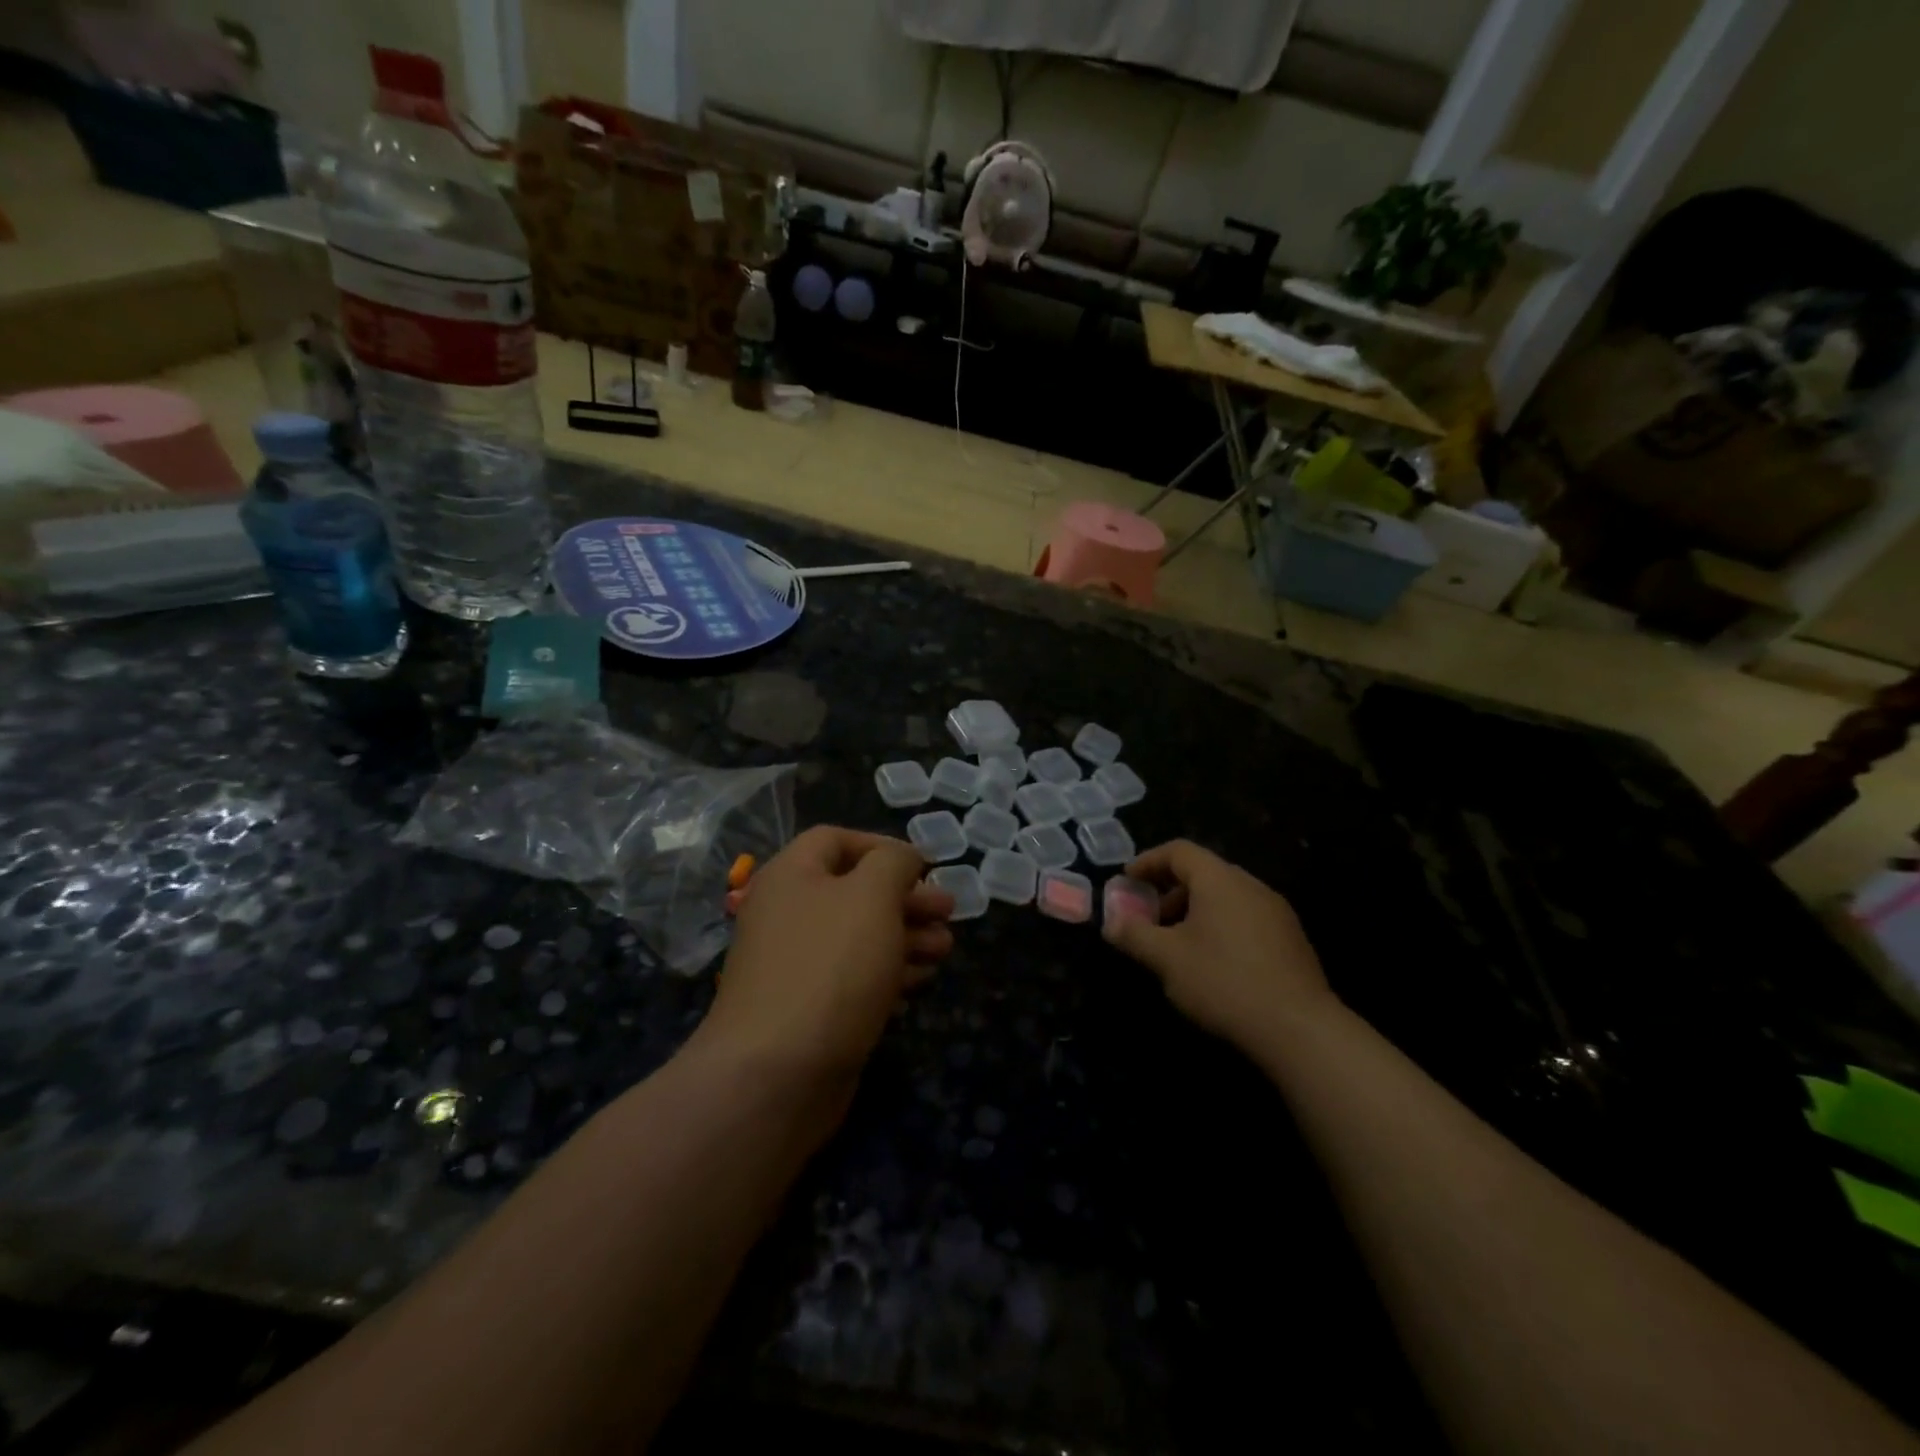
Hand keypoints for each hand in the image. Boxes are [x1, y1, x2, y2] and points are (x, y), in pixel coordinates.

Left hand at [700, 827, 954, 1082]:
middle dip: (906, 899)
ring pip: (859, 937)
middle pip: (854, 891)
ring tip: (944, 951)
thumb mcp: (872, 896)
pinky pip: (853, 978)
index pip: (836, 839)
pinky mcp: (808, 1009)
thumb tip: (903, 857)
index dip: (882, 846)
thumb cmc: (830, 967)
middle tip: (948, 912)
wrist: (776, 1075)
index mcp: (791, 875)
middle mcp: (788, 914)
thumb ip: (893, 863)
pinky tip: (917, 985)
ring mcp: (796, 965)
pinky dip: (887, 975)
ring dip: (906, 938)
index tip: (924, 867)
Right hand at [1103, 840, 1335, 1051]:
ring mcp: (1276, 912)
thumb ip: (1134, 935)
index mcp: (1220, 880)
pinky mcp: (1291, 940)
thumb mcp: (1167, 959)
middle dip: (1169, 890)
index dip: (1148, 861)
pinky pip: (1245, 917)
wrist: (1299, 1029)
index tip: (1127, 881)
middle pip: (1203, 872)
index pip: (1179, 851)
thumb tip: (1110, 923)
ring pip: (1225, 897)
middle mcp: (1251, 886)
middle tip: (1148, 918)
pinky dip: (1219, 926)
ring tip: (1176, 945)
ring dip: (1194, 910)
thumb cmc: (1224, 982)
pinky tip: (1211, 962)